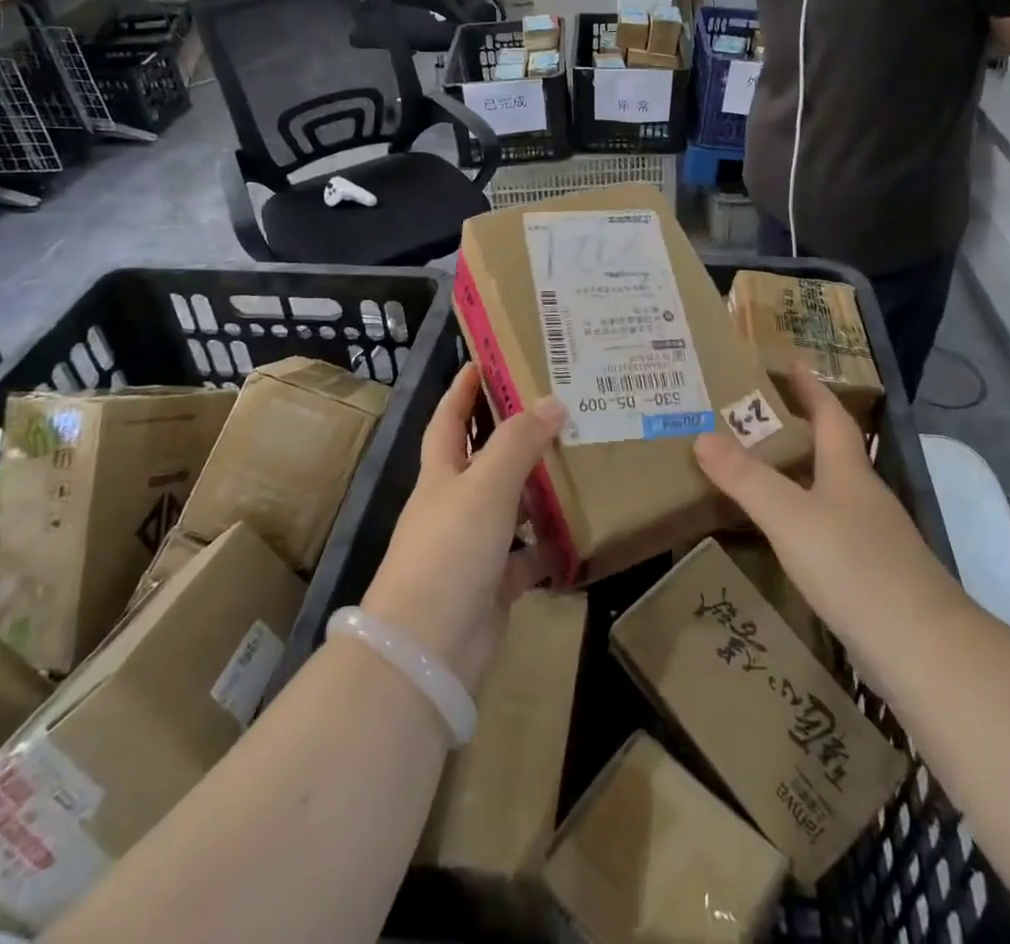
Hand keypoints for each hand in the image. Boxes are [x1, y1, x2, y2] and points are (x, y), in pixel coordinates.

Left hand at [359, 363, 563, 690]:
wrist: (428, 649)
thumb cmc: (450, 550)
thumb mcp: (485, 486)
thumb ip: (518, 442)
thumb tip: (553, 401)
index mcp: (441, 475)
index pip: (449, 419)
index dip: (462, 389)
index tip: (483, 360)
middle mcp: (454, 504)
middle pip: (486, 460)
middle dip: (515, 434)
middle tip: (558, 407)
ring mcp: (473, 546)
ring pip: (512, 506)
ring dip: (540, 489)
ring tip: (581, 461)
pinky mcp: (493, 583)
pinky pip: (528, 556)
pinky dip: (550, 545)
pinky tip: (581, 530)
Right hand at [693, 367, 962, 669]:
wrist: (923, 649)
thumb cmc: (854, 567)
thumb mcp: (790, 517)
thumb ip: (746, 478)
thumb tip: (702, 435)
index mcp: (848, 471)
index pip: (830, 415)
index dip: (811, 388)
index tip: (792, 363)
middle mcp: (864, 496)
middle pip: (833, 450)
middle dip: (800, 427)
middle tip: (757, 414)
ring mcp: (873, 536)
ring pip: (832, 489)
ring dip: (802, 472)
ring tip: (762, 468)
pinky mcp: (873, 573)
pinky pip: (831, 526)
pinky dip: (806, 515)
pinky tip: (788, 533)